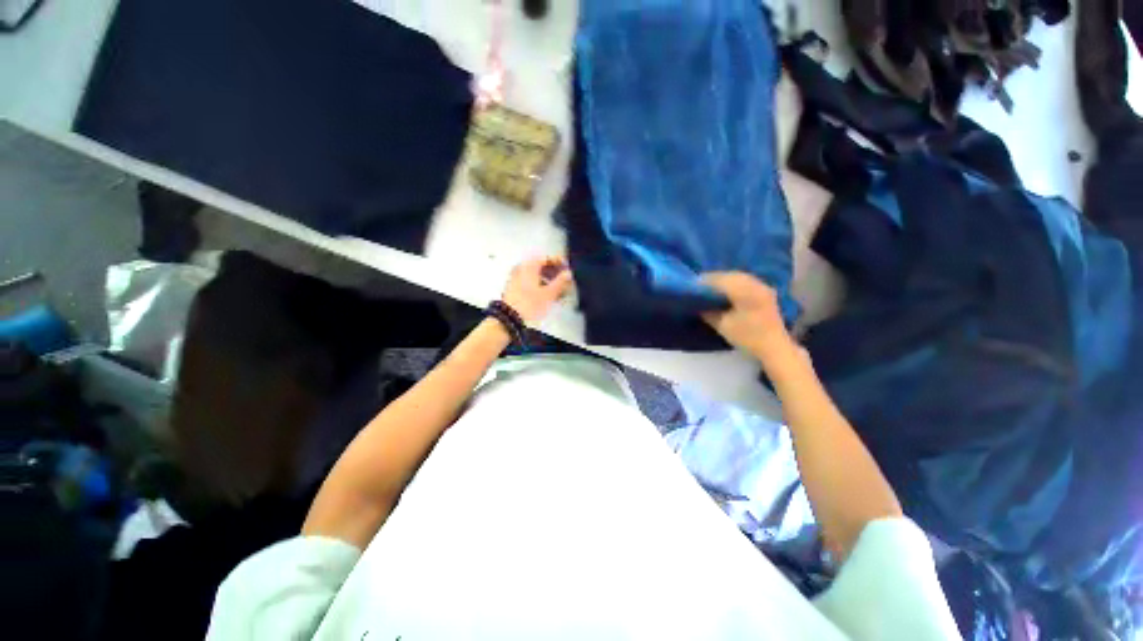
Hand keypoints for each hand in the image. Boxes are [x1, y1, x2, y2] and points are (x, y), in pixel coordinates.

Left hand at [502, 256, 573, 324]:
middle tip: (565, 280)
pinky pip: (530, 283)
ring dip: (549, 281)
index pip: (547, 258)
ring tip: (559, 291)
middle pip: (541, 267)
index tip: (567, 268)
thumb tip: (567, 274)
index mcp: (529, 265)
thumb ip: (560, 282)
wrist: (510, 319)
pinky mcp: (514, 289)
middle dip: (555, 273)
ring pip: (536, 275)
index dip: (559, 263)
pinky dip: (540, 286)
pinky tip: (548, 296)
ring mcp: (516, 278)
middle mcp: (521, 269)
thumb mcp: (549, 293)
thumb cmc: (527, 305)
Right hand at [700, 272, 796, 362]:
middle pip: (729, 275)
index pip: (719, 279)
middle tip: (699, 287)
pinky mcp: (765, 291)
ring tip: (711, 288)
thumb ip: (708, 311)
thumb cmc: (748, 337)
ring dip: (724, 280)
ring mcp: (762, 286)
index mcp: (744, 291)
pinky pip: (746, 281)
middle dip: (713, 279)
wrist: (775, 347)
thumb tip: (697, 303)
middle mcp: (754, 284)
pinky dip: (734, 283)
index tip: (692, 286)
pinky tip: (727, 291)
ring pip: (738, 276)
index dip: (704, 281)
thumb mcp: (722, 325)